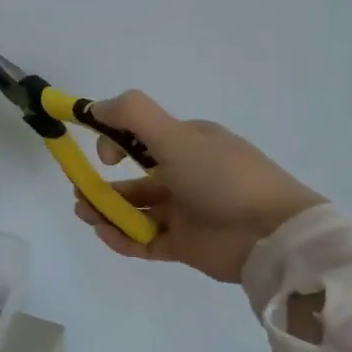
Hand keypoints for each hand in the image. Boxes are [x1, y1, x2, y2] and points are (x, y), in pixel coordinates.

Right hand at [73, 90, 325, 282]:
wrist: (272, 235)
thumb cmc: (222, 177)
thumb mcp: (176, 136)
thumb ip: (133, 115)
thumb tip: (94, 106)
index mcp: (189, 144)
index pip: (142, 138)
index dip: (116, 142)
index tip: (105, 156)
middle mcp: (186, 174)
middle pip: (135, 178)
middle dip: (103, 183)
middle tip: (79, 192)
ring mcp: (186, 212)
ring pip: (137, 210)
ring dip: (107, 210)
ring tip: (83, 213)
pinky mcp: (186, 245)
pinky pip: (146, 240)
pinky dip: (123, 238)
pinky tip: (104, 234)